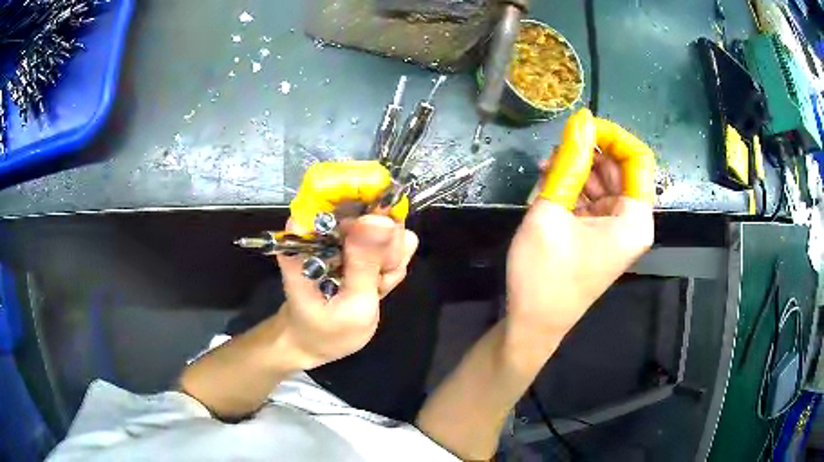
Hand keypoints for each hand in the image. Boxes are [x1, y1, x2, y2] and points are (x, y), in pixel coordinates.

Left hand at [277, 162, 417, 369]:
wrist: (315, 342)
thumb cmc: (325, 331)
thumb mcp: (352, 305)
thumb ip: (367, 263)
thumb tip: (383, 218)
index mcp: (306, 235)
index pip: (338, 193)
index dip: (370, 206)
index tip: (383, 248)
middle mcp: (323, 227)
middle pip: (372, 209)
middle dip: (386, 247)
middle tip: (378, 281)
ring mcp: (343, 235)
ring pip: (387, 226)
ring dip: (390, 259)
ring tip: (375, 287)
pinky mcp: (356, 245)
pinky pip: (389, 242)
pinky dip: (390, 265)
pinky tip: (378, 285)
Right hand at [506, 109, 655, 354]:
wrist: (532, 323)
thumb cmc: (543, 274)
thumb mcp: (551, 212)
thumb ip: (568, 163)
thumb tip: (580, 119)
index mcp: (634, 220)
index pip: (638, 158)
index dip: (611, 136)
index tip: (579, 126)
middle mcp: (634, 223)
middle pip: (622, 169)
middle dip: (591, 152)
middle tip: (557, 148)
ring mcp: (618, 230)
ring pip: (606, 182)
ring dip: (579, 169)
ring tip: (548, 167)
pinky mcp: (602, 236)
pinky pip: (595, 200)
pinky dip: (576, 188)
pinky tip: (552, 184)